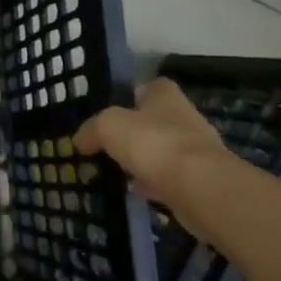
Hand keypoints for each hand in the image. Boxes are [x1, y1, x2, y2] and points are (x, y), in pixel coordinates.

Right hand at [74, 78, 228, 205]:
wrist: (200, 188)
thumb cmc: (153, 143)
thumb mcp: (108, 126)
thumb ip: (91, 129)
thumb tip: (80, 140)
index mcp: (165, 95)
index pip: (150, 86)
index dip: (131, 96)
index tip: (111, 113)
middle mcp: (185, 117)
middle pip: (155, 120)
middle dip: (134, 132)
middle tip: (107, 145)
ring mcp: (195, 150)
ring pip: (161, 150)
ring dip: (143, 160)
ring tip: (116, 171)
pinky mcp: (200, 180)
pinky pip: (169, 178)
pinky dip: (153, 184)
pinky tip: (134, 193)